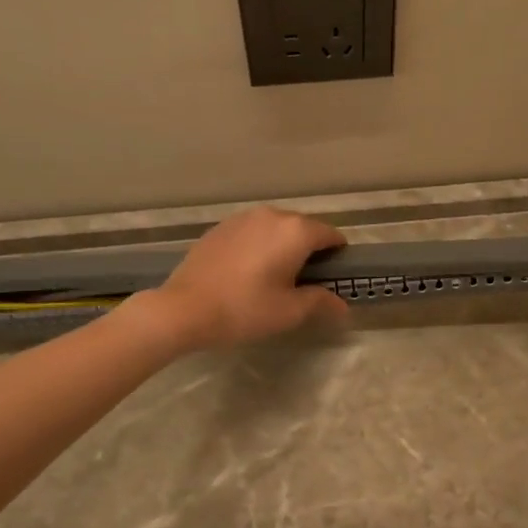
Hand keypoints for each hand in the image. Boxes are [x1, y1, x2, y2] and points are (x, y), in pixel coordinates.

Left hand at [152, 206, 349, 349]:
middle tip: (306, 282)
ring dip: (283, 246)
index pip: (331, 235)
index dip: (338, 255)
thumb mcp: (289, 312)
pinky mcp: (221, 227)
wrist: (184, 308)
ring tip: (276, 276)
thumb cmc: (244, 309)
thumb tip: (342, 305)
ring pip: (276, 228)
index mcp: (295, 231)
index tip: (335, 277)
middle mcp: (272, 215)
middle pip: (304, 228)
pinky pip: (253, 232)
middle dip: (310, 250)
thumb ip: (320, 302)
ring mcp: (243, 218)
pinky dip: (259, 245)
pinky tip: (249, 271)